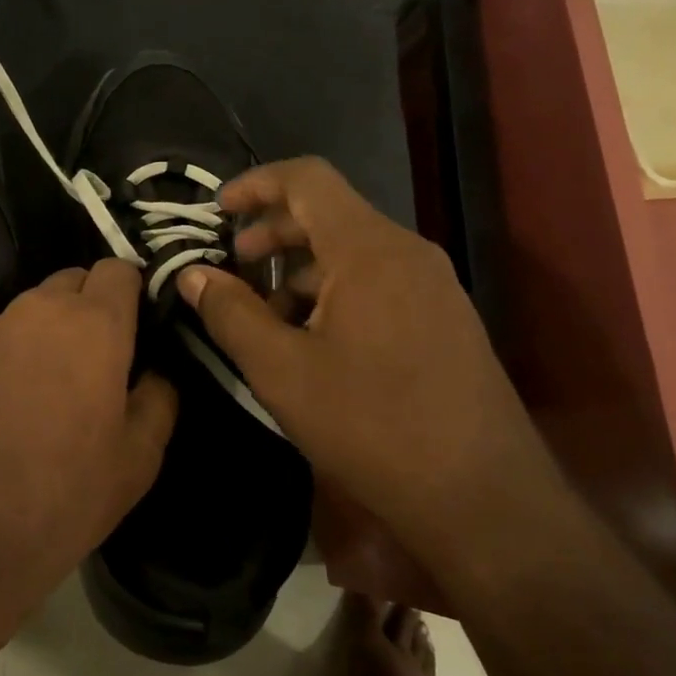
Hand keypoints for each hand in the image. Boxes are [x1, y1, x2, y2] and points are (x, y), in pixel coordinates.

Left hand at [0, 260, 177, 603]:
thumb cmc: (63, 496)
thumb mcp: (138, 459)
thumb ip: (159, 399)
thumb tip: (155, 372)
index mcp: (93, 325)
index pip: (119, 269)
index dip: (134, 292)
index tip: (141, 328)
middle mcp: (38, 311)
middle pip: (74, 281)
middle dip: (93, 307)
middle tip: (102, 362)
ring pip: (34, 309)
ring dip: (52, 330)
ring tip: (53, 386)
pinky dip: (14, 353)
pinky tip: (10, 404)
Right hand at [176, 158, 540, 532]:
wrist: (483, 497)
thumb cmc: (372, 425)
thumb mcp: (281, 371)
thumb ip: (230, 313)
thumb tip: (192, 274)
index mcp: (368, 249)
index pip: (308, 178)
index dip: (256, 183)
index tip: (217, 209)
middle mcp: (407, 252)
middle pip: (330, 214)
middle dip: (273, 232)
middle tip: (233, 266)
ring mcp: (433, 285)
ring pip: (353, 253)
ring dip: (301, 270)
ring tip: (265, 315)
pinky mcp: (445, 319)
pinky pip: (379, 282)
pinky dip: (334, 293)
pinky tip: (313, 341)